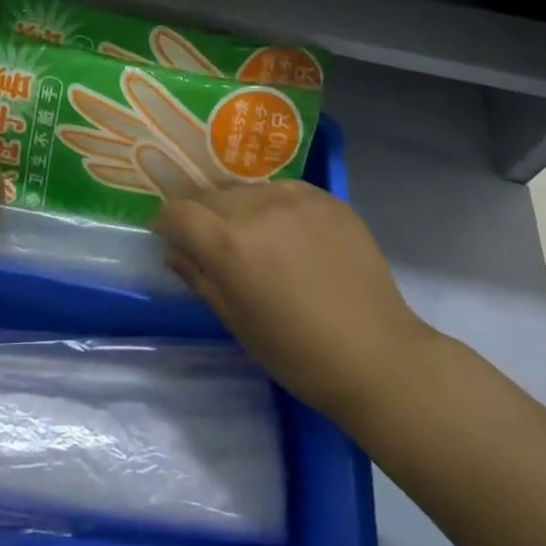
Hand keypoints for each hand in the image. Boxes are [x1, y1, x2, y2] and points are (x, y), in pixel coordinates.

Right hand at [154, 181, 435, 422]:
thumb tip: (174, 250)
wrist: (376, 355)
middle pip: (211, 197)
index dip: (168, 225)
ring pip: (248, 190)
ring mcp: (296, 198)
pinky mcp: (328, 198)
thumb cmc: (296, 352)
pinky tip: (291, 235)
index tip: (173, 239)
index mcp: (229, 243)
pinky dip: (276, 207)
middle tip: (217, 247)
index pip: (178, 212)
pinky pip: (284, 190)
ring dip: (241, 209)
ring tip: (259, 240)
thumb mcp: (235, 320)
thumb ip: (198, 276)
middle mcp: (257, 208)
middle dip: (204, 218)